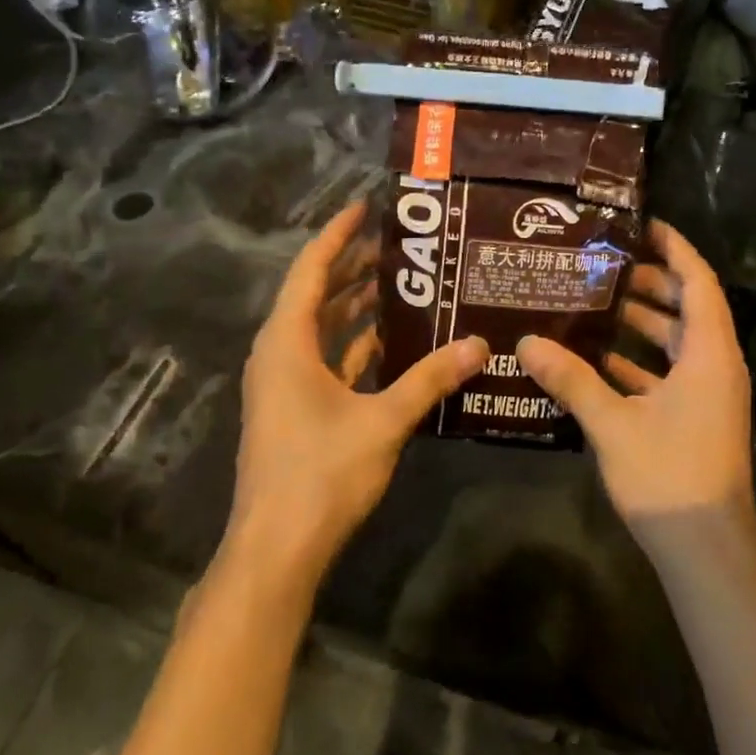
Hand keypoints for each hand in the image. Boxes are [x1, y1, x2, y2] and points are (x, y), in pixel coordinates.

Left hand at [223, 200, 486, 601]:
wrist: (275, 548)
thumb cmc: (321, 473)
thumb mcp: (383, 421)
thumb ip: (430, 379)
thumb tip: (480, 345)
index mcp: (288, 342)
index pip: (312, 270)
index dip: (338, 234)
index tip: (366, 206)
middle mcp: (279, 354)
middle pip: (316, 295)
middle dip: (352, 267)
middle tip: (398, 244)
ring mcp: (284, 385)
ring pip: (321, 330)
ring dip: (355, 307)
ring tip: (401, 284)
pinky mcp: (294, 410)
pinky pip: (325, 361)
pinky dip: (354, 346)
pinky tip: (391, 343)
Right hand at [517, 221, 753, 563]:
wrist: (705, 549)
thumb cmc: (668, 475)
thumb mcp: (612, 423)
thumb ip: (571, 379)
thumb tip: (526, 342)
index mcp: (708, 354)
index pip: (698, 283)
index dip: (675, 250)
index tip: (643, 226)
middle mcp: (715, 366)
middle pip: (688, 309)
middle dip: (651, 285)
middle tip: (605, 266)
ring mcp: (708, 395)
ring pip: (678, 344)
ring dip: (643, 325)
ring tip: (595, 305)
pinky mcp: (695, 419)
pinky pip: (669, 376)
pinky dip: (640, 364)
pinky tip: (599, 361)